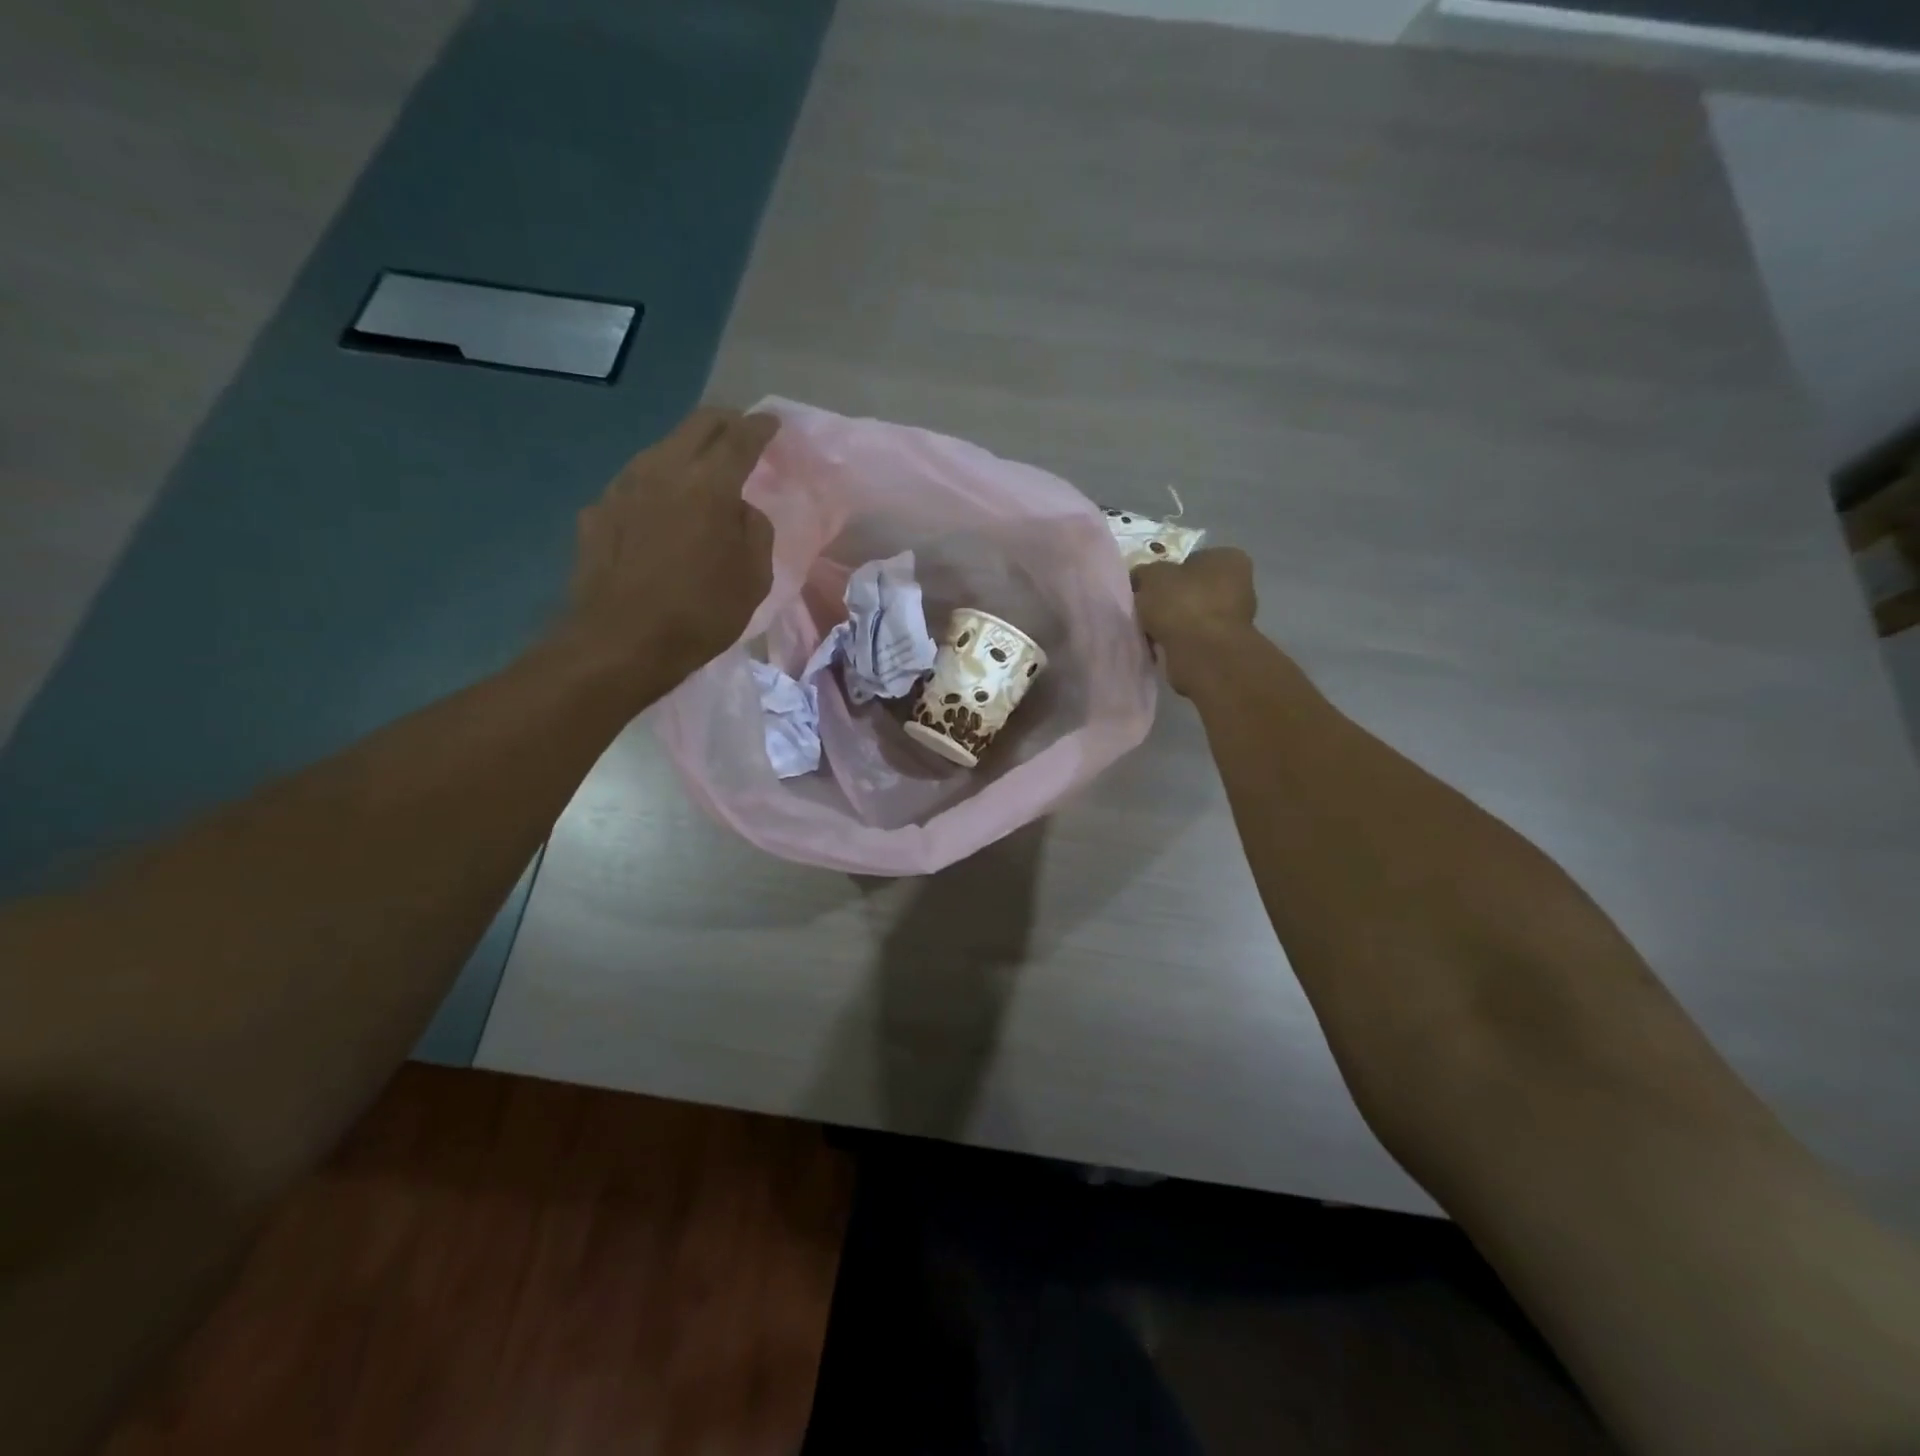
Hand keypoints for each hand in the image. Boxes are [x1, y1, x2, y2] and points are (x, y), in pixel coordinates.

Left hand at [556, 407, 778, 688]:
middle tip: (741, 431)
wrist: (620, 643)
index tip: (772, 422)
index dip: (760, 427)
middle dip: (724, 422)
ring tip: (702, 469)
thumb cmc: (701, 613)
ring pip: (662, 449)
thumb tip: (740, 509)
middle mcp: (663, 470)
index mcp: (710, 485)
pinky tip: (662, 508)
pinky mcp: (597, 510)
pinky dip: (658, 484)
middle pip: (697, 426)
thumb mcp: (754, 578)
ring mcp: (623, 486)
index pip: (740, 438)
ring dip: (688, 450)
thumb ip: (755, 530)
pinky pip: (636, 483)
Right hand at [1131, 547, 1257, 695]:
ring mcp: (1237, 619)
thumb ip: (1144, 573)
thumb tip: (1140, 579)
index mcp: (1228, 559)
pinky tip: (1161, 647)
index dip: (1168, 573)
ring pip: (1193, 616)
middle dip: (1171, 600)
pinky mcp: (1226, 647)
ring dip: (1174, 624)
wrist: (1202, 654)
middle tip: (1146, 609)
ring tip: (1150, 631)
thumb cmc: (1182, 603)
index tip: (1148, 588)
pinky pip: (1194, 639)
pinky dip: (1179, 643)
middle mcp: (1241, 585)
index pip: (1192, 560)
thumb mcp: (1151, 576)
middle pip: (1194, 590)